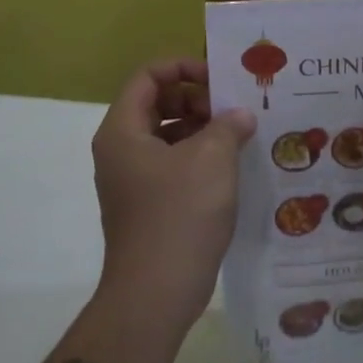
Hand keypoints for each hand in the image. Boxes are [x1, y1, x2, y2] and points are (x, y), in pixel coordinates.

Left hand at [91, 59, 256, 333]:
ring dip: (203, 128)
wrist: (155, 295)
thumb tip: (240, 116)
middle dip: (197, 98)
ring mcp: (133, 180)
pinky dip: (201, 156)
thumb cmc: (180, 214)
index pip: (148, 77)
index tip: (219, 79)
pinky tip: (232, 165)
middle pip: (158, 103)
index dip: (183, 67)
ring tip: (240, 134)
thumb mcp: (212, 158)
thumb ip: (228, 124)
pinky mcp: (149, 204)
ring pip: (168, 135)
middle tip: (232, 108)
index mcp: (123, 131)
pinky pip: (174, 163)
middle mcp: (121, 150)